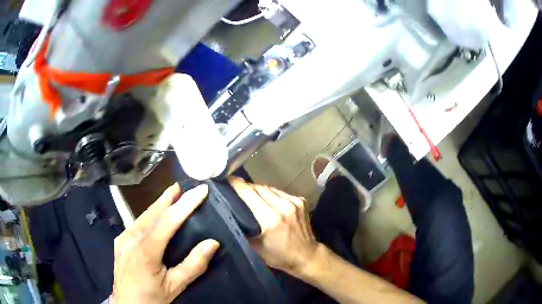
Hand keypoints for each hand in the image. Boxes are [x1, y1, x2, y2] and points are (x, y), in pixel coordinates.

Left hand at [111, 184, 219, 303]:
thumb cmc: (152, 298)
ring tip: (171, 194)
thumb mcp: (175, 287)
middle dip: (168, 197)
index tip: (200, 191)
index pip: (168, 221)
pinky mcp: (120, 242)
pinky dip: (148, 215)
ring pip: (142, 215)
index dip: (185, 204)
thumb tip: (212, 243)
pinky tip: (153, 214)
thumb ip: (193, 265)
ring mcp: (123, 239)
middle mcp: (131, 239)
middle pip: (152, 212)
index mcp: (146, 251)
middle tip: (182, 185)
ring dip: (158, 204)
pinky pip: (135, 223)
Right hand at [229, 177, 319, 276]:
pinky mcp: (301, 200)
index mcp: (271, 220)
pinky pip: (280, 192)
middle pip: (259, 188)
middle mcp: (284, 207)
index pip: (250, 194)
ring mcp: (294, 202)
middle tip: (235, 188)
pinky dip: (270, 193)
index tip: (226, 179)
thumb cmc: (279, 256)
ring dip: (258, 189)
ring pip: (270, 188)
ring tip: (249, 194)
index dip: (237, 185)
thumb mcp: (255, 248)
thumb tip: (230, 215)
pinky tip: (266, 199)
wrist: (307, 256)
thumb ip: (243, 230)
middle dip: (246, 186)